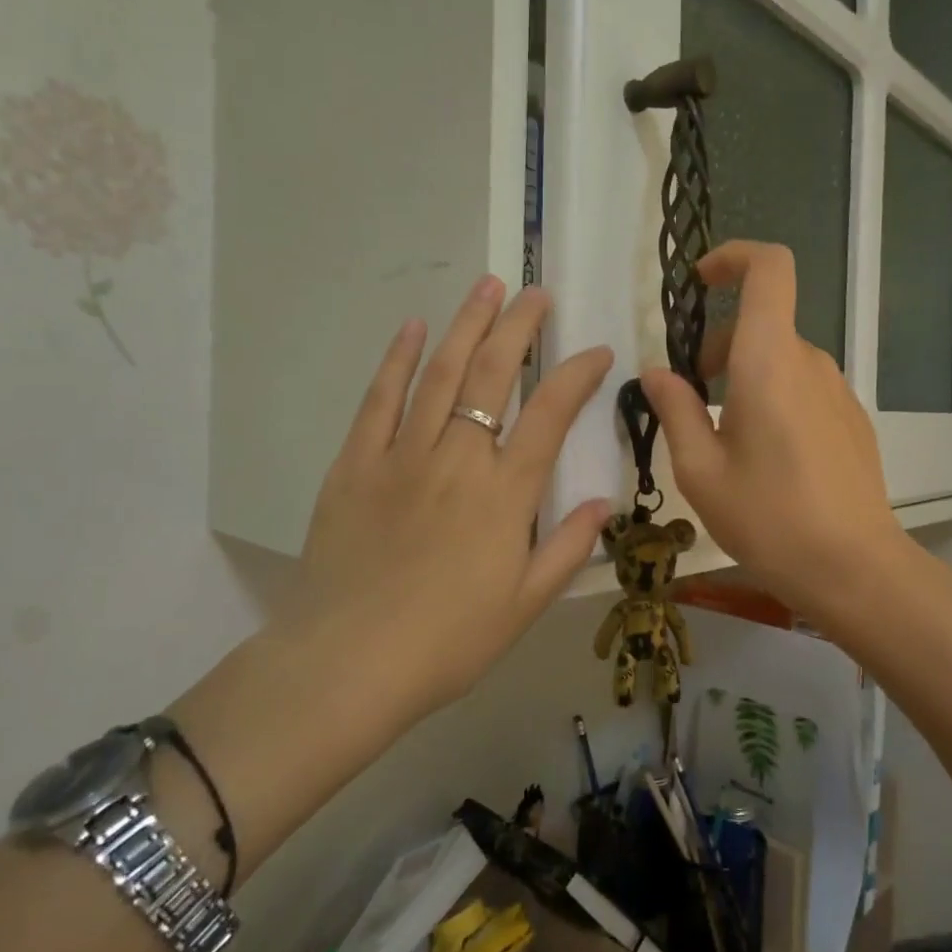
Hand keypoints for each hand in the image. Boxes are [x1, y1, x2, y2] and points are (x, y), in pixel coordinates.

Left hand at [291, 276, 612, 721]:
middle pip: (495, 376)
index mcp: (505, 494)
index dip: (577, 375)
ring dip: (467, 326)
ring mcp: (402, 456)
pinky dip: (398, 360)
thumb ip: (567, 548)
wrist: (348, 664)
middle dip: (519, 327)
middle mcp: (457, 460)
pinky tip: (414, 328)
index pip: (551, 415)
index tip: (596, 350)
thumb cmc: (448, 642)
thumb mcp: (525, 604)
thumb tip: (602, 503)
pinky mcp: (355, 465)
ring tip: (487, 287)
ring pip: (441, 374)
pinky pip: (379, 401)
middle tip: (536, 292)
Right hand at [639, 241, 910, 623]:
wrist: (854, 568)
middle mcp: (810, 362)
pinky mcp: (852, 421)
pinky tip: (765, 461)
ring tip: (721, 442)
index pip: (769, 268)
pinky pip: (804, 389)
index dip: (734, 257)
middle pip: (763, 325)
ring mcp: (839, 391)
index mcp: (770, 359)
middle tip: (688, 403)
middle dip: (717, 348)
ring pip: (781, 361)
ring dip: (744, 379)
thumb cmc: (768, 517)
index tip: (699, 284)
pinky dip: (774, 400)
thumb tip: (657, 373)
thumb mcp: (700, 470)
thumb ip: (675, 410)